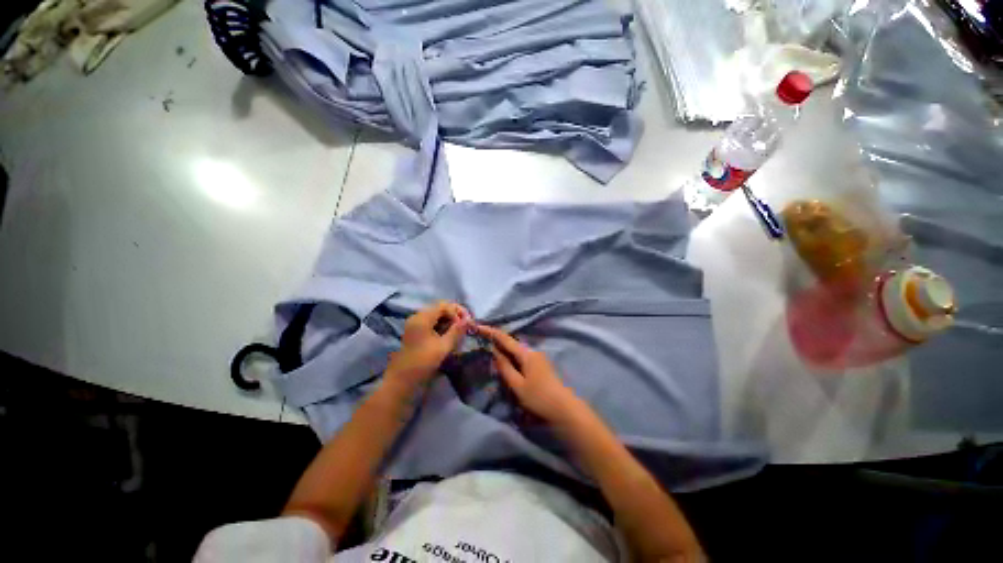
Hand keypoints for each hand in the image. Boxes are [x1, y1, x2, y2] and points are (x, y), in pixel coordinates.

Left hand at [385, 301, 472, 390]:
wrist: (401, 381)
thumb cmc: (423, 362)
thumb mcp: (443, 346)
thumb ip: (457, 331)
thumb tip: (468, 320)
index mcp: (422, 318)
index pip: (444, 306)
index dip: (458, 311)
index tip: (467, 323)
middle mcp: (417, 317)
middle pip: (440, 309)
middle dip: (454, 315)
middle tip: (465, 326)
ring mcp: (415, 325)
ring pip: (436, 316)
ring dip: (449, 321)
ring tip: (459, 331)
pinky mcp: (415, 333)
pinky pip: (431, 323)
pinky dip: (442, 326)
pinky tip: (449, 335)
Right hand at [476, 325, 583, 423]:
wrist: (564, 408)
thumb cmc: (539, 397)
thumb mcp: (518, 385)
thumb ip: (505, 367)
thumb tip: (494, 351)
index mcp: (526, 353)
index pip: (505, 338)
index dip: (491, 331)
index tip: (478, 326)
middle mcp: (532, 350)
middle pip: (511, 342)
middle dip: (496, 339)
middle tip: (481, 338)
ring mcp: (538, 357)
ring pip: (516, 349)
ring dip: (503, 347)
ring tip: (489, 348)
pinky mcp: (540, 364)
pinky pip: (521, 355)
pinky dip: (511, 355)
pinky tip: (505, 360)